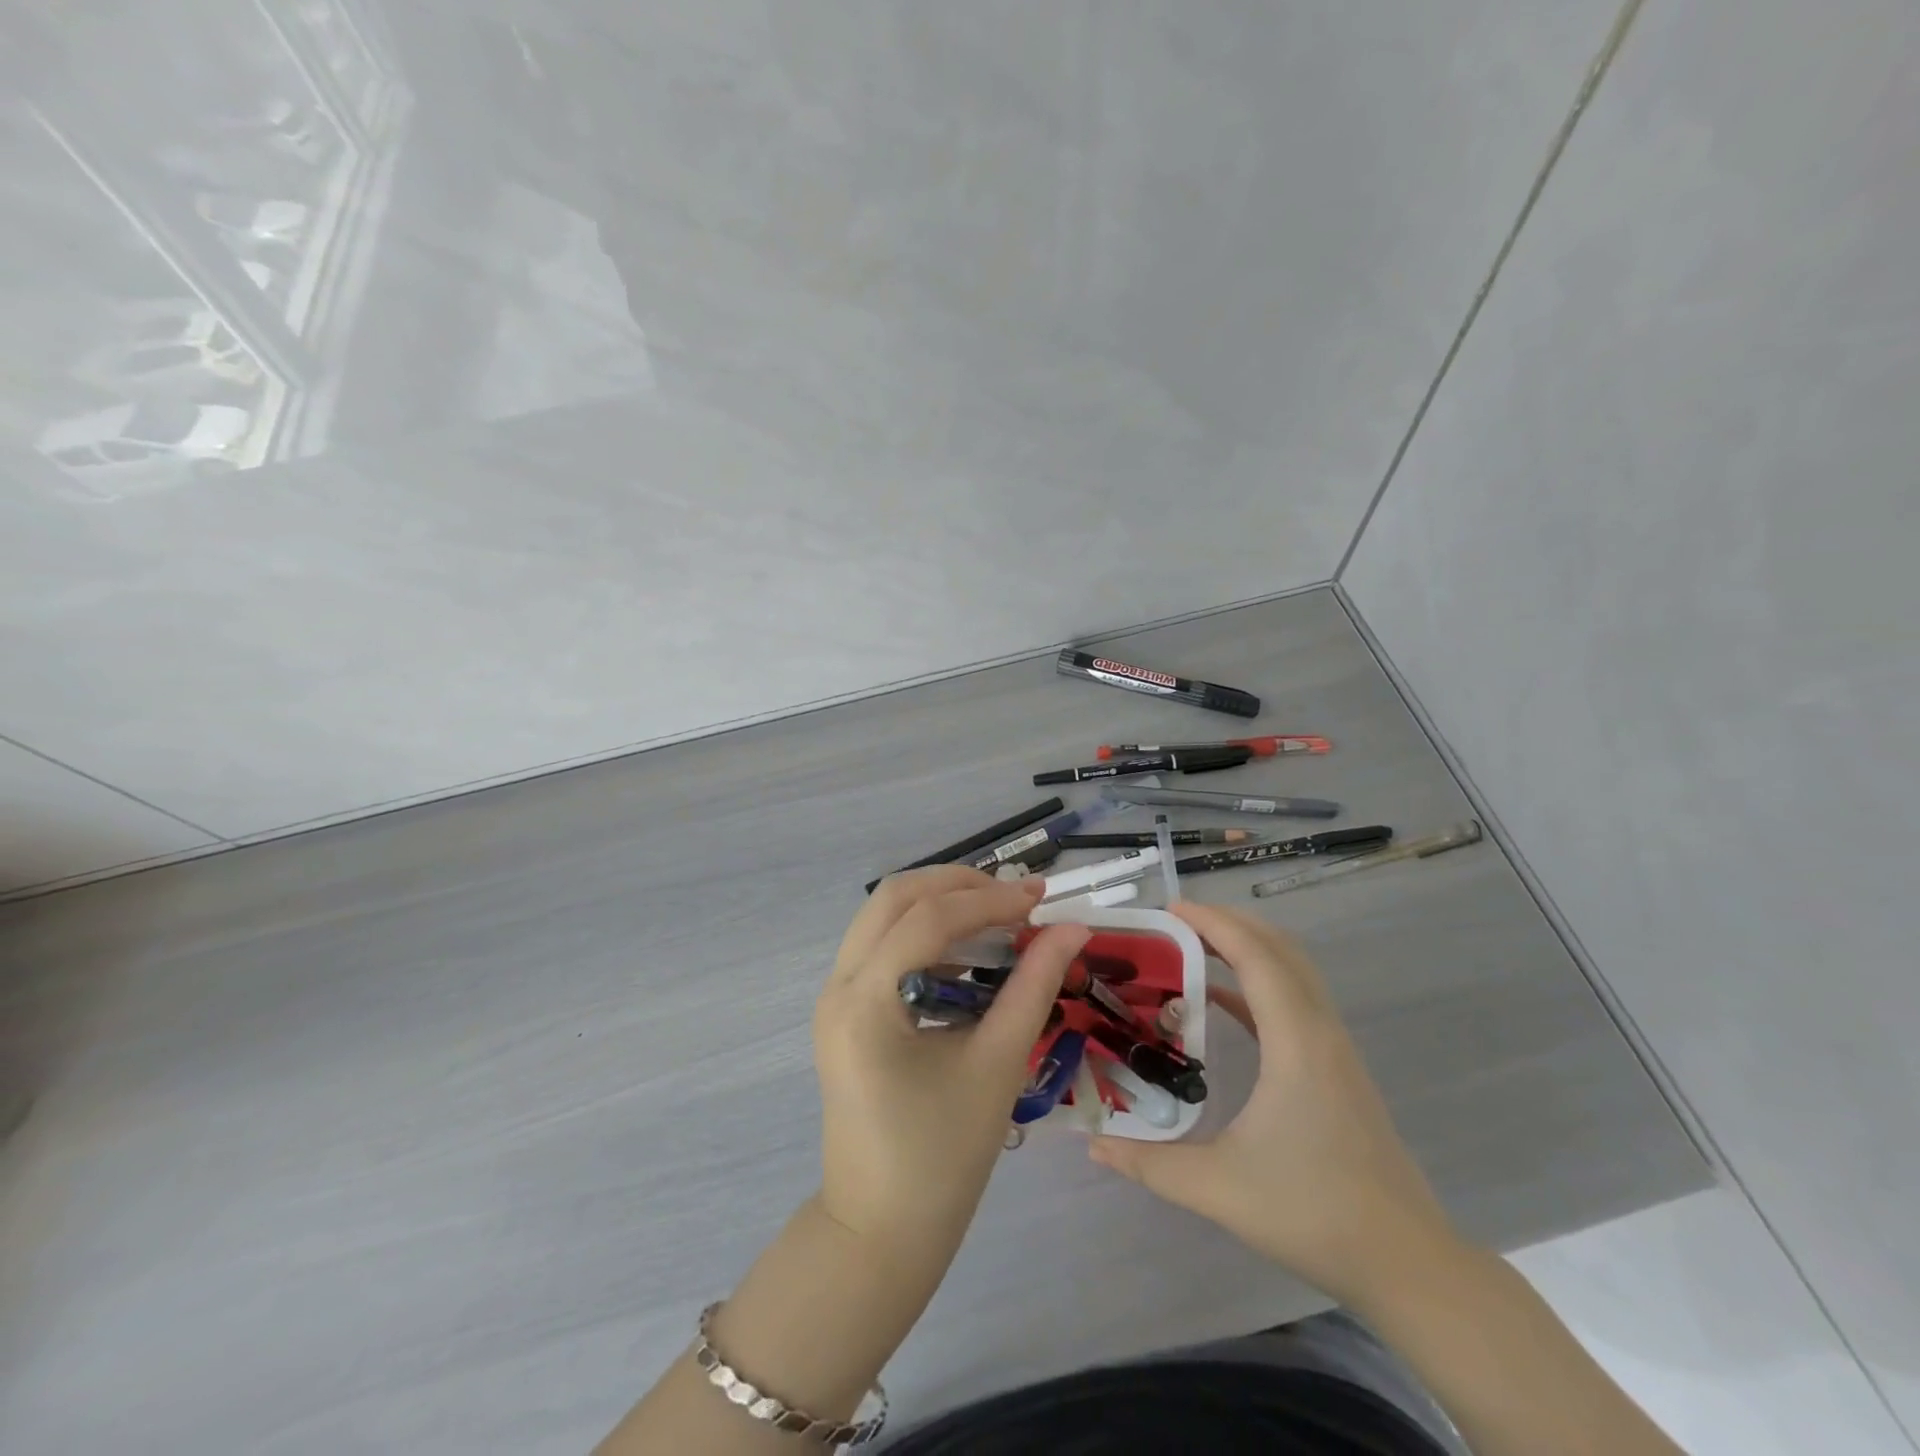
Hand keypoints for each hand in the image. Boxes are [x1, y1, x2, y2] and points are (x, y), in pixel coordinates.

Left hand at [813, 866, 1090, 1260]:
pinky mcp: (843, 1011)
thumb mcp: (996, 1065)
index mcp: (865, 1001)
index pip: (929, 919)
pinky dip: (924, 936)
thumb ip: (1034, 987)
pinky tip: (967, 957)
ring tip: (997, 920)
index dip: (990, 900)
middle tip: (1014, 898)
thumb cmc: (942, 1158)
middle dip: (957, 885)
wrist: (880, 1232)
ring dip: (939, 906)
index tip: (1042, 898)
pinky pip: (882, 948)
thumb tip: (1071, 930)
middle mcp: (838, 985)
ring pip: (884, 916)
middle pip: (894, 897)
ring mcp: (834, 997)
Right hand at [1089, 901, 1460, 1306]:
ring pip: (1293, 970)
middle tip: (1174, 922)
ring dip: (1247, 947)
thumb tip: (1093, 1143)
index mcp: (1296, 1043)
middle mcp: (1320, 1031)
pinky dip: (1258, 983)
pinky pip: (1295, 1000)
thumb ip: (1150, 1163)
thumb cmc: (1314, 1213)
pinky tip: (1222, 1000)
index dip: (1213, 923)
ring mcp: (1334, 1048)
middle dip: (1228, 923)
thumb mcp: (1220, 1188)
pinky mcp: (1336, 1067)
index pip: (1256, 956)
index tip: (1169, 909)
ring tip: (1193, 948)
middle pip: (1279, 948)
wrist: (1406, 1262)